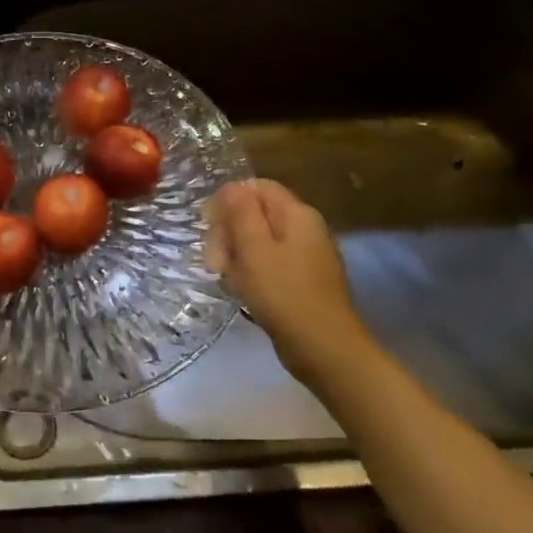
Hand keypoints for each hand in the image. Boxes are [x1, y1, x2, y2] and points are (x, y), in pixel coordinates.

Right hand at [205, 179, 370, 382]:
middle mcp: (305, 228)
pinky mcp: (303, 279)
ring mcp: (306, 255)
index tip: (209, 228)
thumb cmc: (283, 294)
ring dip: (237, 255)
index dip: (228, 202)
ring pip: (260, 241)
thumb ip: (241, 212)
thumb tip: (231, 185)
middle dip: (229, 232)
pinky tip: (243, 292)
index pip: (256, 187)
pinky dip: (252, 273)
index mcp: (296, 214)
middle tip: (215, 261)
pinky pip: (270, 263)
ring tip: (227, 279)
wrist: (323, 347)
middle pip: (256, 213)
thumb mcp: (254, 249)